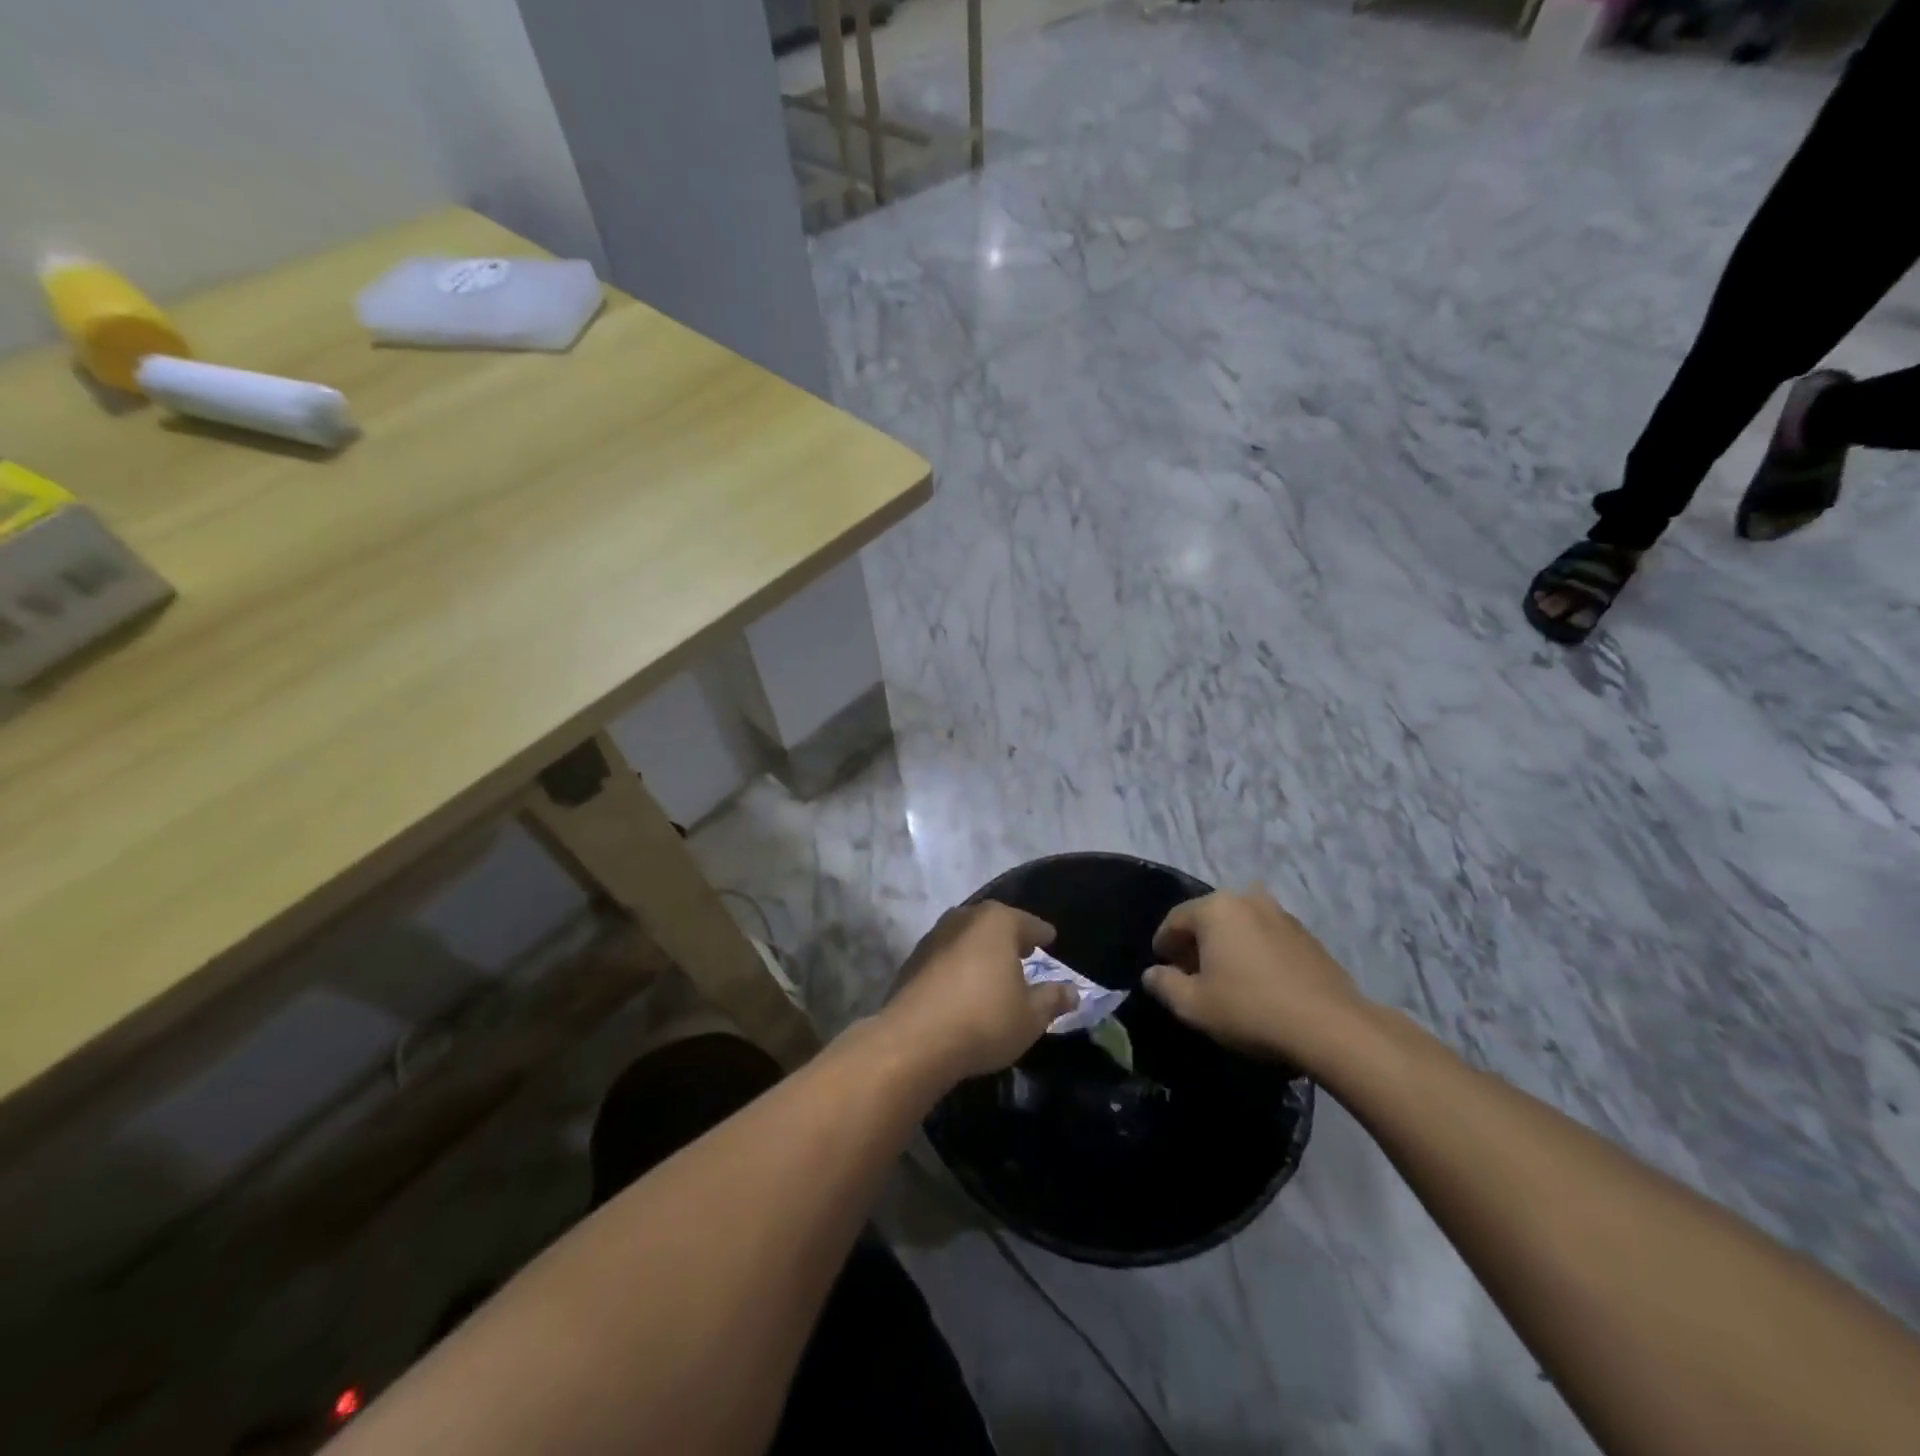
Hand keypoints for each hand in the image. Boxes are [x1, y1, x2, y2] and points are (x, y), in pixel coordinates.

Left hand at [882, 902, 1076, 1081]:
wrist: (914, 1040)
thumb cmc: (984, 1020)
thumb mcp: (1031, 1016)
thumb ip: (1052, 999)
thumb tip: (1072, 991)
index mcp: (997, 922)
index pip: (1028, 923)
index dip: (1042, 934)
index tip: (1050, 939)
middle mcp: (964, 918)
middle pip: (994, 923)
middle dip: (1009, 936)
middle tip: (1024, 951)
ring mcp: (934, 937)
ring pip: (967, 937)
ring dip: (981, 950)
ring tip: (995, 969)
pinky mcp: (913, 960)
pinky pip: (946, 956)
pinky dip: (959, 965)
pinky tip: (965, 986)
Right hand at [1142, 887, 1367, 1068]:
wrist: (1331, 1027)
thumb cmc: (1250, 1009)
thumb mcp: (1193, 1005)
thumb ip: (1164, 984)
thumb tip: (1152, 973)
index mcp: (1215, 908)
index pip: (1174, 920)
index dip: (1163, 945)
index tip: (1162, 968)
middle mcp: (1247, 900)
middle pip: (1208, 918)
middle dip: (1195, 944)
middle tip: (1191, 975)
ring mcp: (1282, 915)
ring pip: (1240, 926)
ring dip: (1227, 946)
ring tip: (1226, 979)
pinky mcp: (1308, 936)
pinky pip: (1266, 938)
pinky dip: (1255, 952)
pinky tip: (1258, 982)